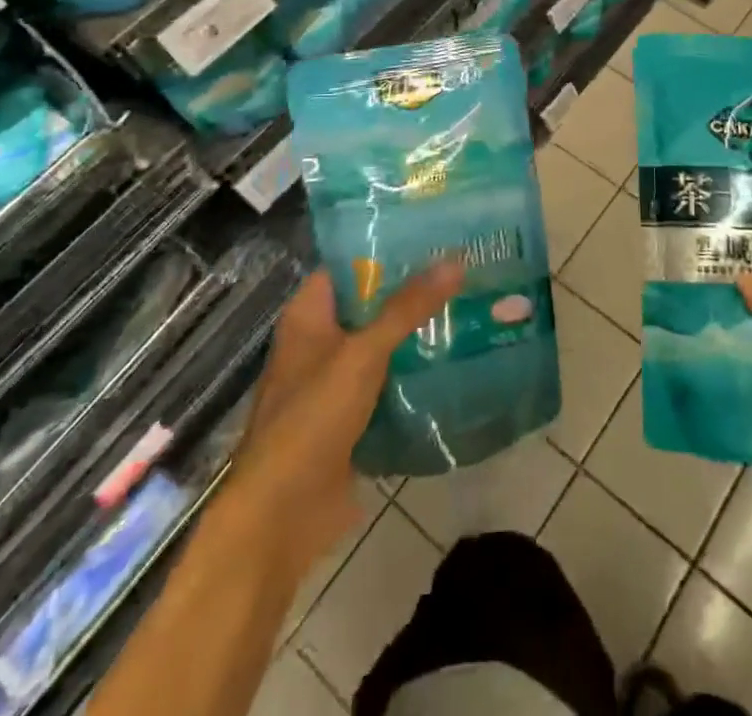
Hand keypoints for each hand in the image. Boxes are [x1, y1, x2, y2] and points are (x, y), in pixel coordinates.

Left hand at [233, 264, 460, 586]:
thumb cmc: (311, 420)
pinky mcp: (352, 418)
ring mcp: (335, 382)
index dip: (385, 246)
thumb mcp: (363, 354)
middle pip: (370, 303)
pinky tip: (457, 359)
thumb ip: (408, 308)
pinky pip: (389, 383)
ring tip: (470, 304)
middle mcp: (320, 342)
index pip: (348, 264)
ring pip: (383, 343)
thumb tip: (455, 260)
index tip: (432, 233)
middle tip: (464, 266)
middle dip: (412, 290)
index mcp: (308, 316)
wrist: (281, 519)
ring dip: (417, 332)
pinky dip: (415, 372)